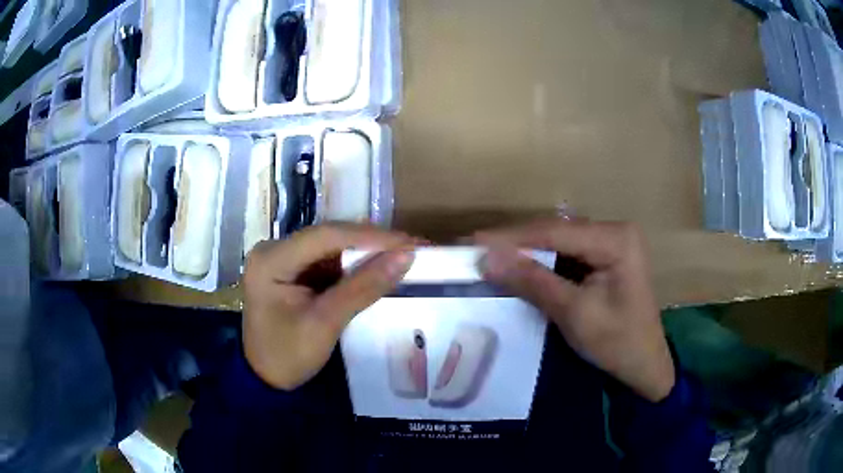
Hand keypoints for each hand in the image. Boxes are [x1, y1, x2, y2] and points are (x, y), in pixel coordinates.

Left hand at [242, 225, 414, 390]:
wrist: (267, 379)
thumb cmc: (288, 355)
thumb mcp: (325, 323)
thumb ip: (363, 287)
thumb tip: (405, 257)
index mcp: (271, 259)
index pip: (326, 236)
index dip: (370, 237)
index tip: (409, 242)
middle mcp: (274, 249)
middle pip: (329, 237)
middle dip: (372, 242)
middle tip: (413, 246)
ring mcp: (282, 258)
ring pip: (332, 247)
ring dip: (367, 252)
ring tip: (403, 254)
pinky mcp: (293, 270)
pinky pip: (328, 260)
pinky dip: (355, 265)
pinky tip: (379, 266)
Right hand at [474, 219, 674, 401]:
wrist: (644, 366)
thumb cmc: (617, 342)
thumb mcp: (574, 313)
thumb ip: (533, 281)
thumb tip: (487, 257)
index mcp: (616, 238)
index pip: (555, 231)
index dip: (511, 237)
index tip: (472, 241)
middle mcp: (615, 230)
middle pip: (557, 232)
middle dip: (516, 243)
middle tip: (476, 249)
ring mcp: (611, 242)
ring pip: (559, 241)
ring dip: (526, 251)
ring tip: (489, 256)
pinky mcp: (605, 257)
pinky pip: (567, 253)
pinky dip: (542, 262)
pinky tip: (519, 266)